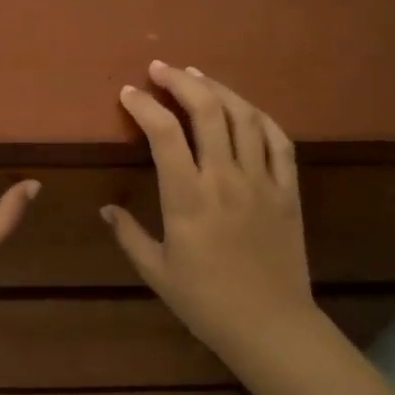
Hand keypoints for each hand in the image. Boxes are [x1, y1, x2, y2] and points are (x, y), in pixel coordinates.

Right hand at [103, 62, 316, 352]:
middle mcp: (225, 178)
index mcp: (188, 197)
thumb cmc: (206, 302)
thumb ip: (129, 235)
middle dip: (180, 81)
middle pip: (206, 111)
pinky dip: (259, 117)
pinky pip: (278, 141)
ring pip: (244, 117)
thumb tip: (106, 208)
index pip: (163, 134)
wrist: (270, 325)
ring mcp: (262, 181)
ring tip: (197, 77)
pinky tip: (244, 108)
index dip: (143, 106)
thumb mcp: (156, 272)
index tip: (128, 93)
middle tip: (160, 69)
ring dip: (218, 89)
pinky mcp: (288, 190)